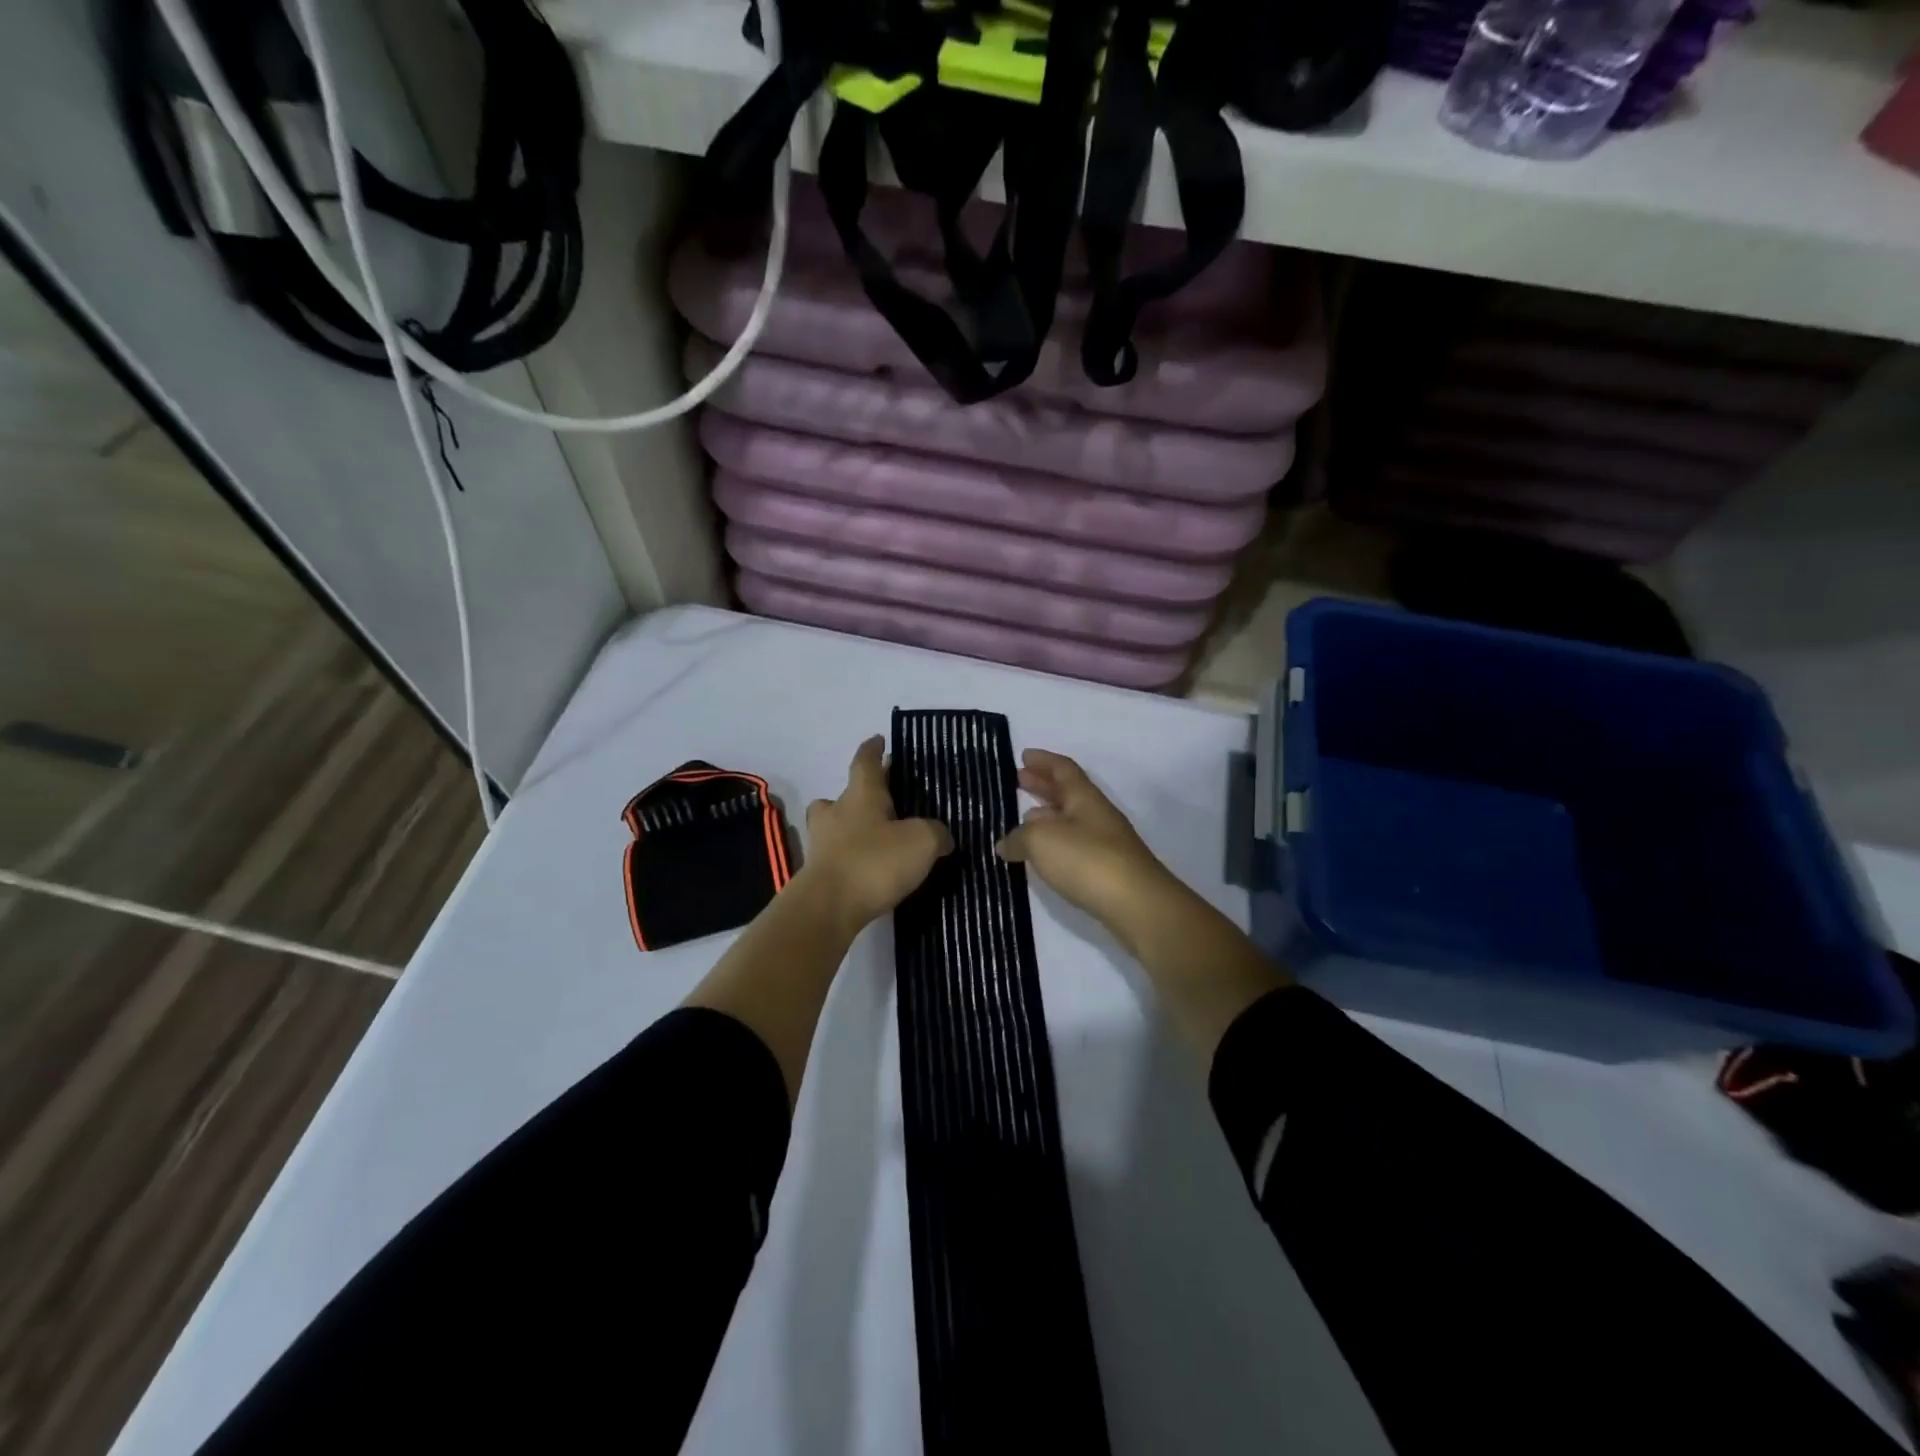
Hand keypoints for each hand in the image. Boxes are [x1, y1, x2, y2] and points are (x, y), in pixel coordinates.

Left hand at [798, 736, 952, 933]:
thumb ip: (936, 833)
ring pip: (835, 826)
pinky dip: (851, 858)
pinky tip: (870, 871)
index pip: (865, 762)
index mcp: (861, 795)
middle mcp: (836, 813)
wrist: (828, 907)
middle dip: (860, 794)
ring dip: (852, 828)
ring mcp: (822, 843)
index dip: (873, 749)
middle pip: (844, 795)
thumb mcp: (922, 842)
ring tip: (877, 839)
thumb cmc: (874, 862)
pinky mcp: (818, 873)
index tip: (879, 739)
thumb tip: (941, 836)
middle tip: (882, 800)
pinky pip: (837, 856)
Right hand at [996, 749, 1174, 931]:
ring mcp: (1105, 844)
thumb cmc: (1087, 860)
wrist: (1136, 905)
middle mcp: (1097, 815)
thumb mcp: (1041, 841)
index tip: (1024, 755)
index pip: (1063, 769)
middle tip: (1019, 779)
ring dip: (1047, 815)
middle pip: (1068, 793)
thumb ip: (1018, 838)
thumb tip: (1005, 844)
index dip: (1043, 760)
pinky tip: (1042, 856)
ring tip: (1023, 819)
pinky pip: (1074, 846)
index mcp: (1084, 798)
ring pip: (1071, 820)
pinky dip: (1054, 843)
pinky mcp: (1107, 871)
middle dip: (1043, 785)